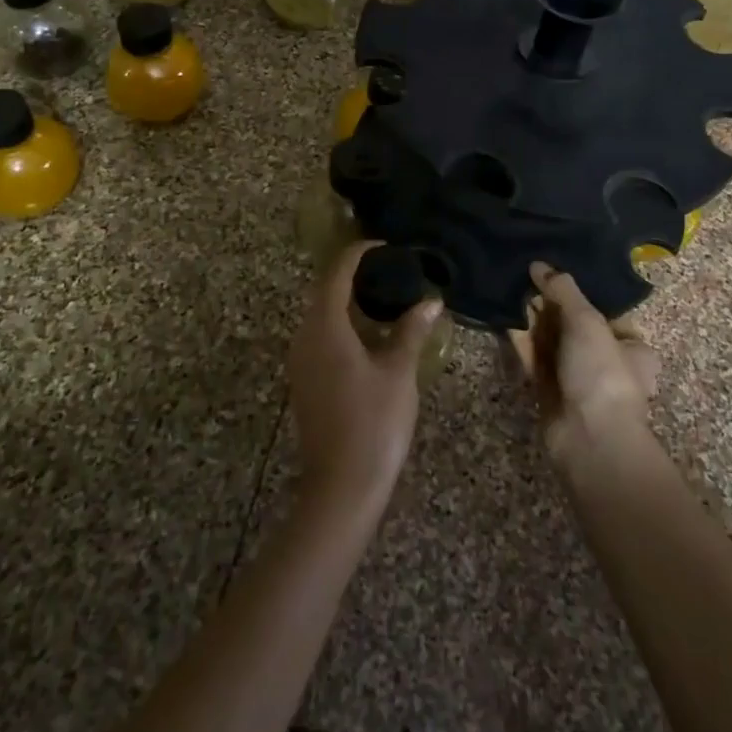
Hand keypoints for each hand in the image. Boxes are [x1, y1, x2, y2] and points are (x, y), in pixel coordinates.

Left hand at [288, 241, 441, 514]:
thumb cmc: (374, 422)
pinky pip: (320, 339)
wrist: (342, 486)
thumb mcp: (399, 372)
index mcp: (325, 327)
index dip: (358, 253)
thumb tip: (430, 300)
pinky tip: (370, 337)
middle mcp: (304, 337)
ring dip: (348, 303)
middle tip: (390, 270)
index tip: (384, 245)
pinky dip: (343, 327)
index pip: (336, 273)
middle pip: (324, 292)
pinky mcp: (305, 382)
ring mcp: (301, 362)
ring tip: (385, 299)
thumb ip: (411, 331)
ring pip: (321, 317)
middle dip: (354, 277)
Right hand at [508, 262, 657, 459]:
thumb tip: (539, 264)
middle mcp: (606, 362)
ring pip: (552, 342)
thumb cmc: (602, 372)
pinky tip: (505, 318)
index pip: (606, 310)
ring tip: (510, 290)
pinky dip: (522, 341)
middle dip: (550, 304)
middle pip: (574, 325)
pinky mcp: (550, 393)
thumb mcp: (588, 321)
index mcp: (632, 346)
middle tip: (526, 276)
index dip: (581, 291)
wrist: (589, 438)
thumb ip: (563, 289)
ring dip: (533, 320)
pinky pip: (534, 359)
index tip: (554, 272)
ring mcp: (577, 380)